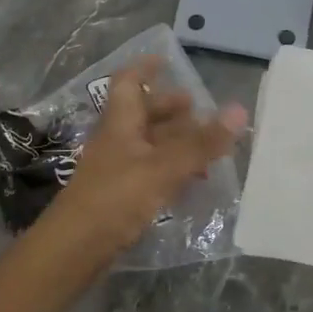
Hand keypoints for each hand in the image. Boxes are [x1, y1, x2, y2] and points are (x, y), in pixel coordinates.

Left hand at [37, 56, 247, 269]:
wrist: (73, 250)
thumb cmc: (115, 199)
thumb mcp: (163, 168)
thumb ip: (201, 142)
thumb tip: (239, 109)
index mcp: (121, 123)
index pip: (129, 82)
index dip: (146, 68)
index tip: (167, 61)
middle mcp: (117, 140)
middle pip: (143, 114)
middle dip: (171, 109)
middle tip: (202, 112)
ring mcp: (116, 168)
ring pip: (149, 144)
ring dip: (176, 141)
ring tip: (208, 148)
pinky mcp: (120, 196)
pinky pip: (150, 171)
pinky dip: (172, 169)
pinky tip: (192, 182)